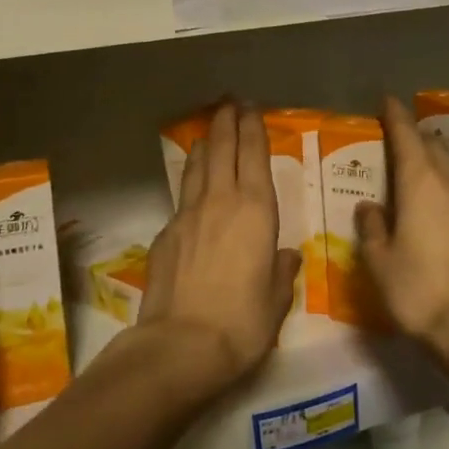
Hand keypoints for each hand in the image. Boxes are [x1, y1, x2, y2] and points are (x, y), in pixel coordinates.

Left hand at [137, 102, 301, 396]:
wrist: (181, 345)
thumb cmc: (242, 322)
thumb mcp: (276, 300)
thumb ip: (281, 271)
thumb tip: (284, 257)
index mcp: (256, 211)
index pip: (254, 155)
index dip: (252, 128)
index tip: (250, 108)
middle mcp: (221, 201)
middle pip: (221, 149)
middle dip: (226, 122)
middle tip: (228, 103)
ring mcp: (188, 215)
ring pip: (196, 167)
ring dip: (204, 145)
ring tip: (207, 133)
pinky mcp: (165, 233)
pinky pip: (181, 198)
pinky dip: (189, 184)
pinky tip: (191, 193)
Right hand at [356, 96, 448, 364]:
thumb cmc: (418, 289)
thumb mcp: (380, 260)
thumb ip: (371, 227)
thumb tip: (370, 208)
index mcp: (420, 183)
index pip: (407, 135)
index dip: (395, 115)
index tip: (385, 100)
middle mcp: (448, 183)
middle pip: (430, 145)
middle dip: (412, 135)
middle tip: (390, 138)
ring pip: (446, 167)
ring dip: (427, 160)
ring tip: (406, 170)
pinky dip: (438, 184)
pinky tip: (427, 204)